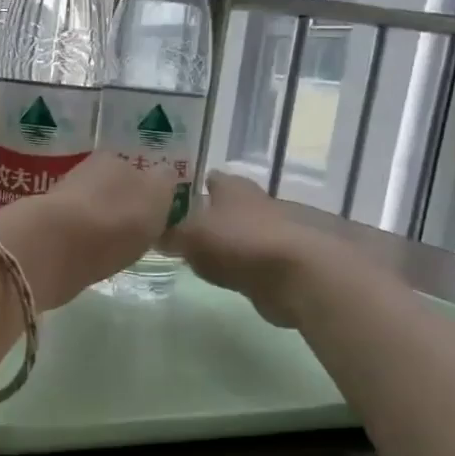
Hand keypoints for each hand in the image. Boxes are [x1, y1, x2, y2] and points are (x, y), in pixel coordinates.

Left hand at [0, 154, 178, 308]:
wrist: (55, 246)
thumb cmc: (115, 219)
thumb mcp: (157, 197)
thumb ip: (164, 185)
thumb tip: (162, 176)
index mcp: (113, 160)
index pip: (137, 170)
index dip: (147, 192)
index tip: (154, 215)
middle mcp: (85, 173)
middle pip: (111, 189)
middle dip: (120, 208)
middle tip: (134, 234)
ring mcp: (61, 202)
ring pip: (90, 211)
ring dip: (100, 226)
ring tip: (113, 250)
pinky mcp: (44, 231)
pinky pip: (73, 235)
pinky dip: (82, 245)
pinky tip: (90, 259)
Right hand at [168, 171, 326, 324]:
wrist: (302, 275)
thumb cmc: (240, 243)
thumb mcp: (190, 236)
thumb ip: (169, 234)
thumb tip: (152, 232)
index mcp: (233, 188)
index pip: (209, 179)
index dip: (191, 187)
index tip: (172, 201)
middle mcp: (258, 203)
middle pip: (229, 206)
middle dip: (210, 216)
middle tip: (184, 230)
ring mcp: (279, 233)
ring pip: (246, 232)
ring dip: (230, 242)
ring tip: (204, 256)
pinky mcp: (291, 263)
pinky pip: (259, 260)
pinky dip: (247, 266)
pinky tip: (233, 276)